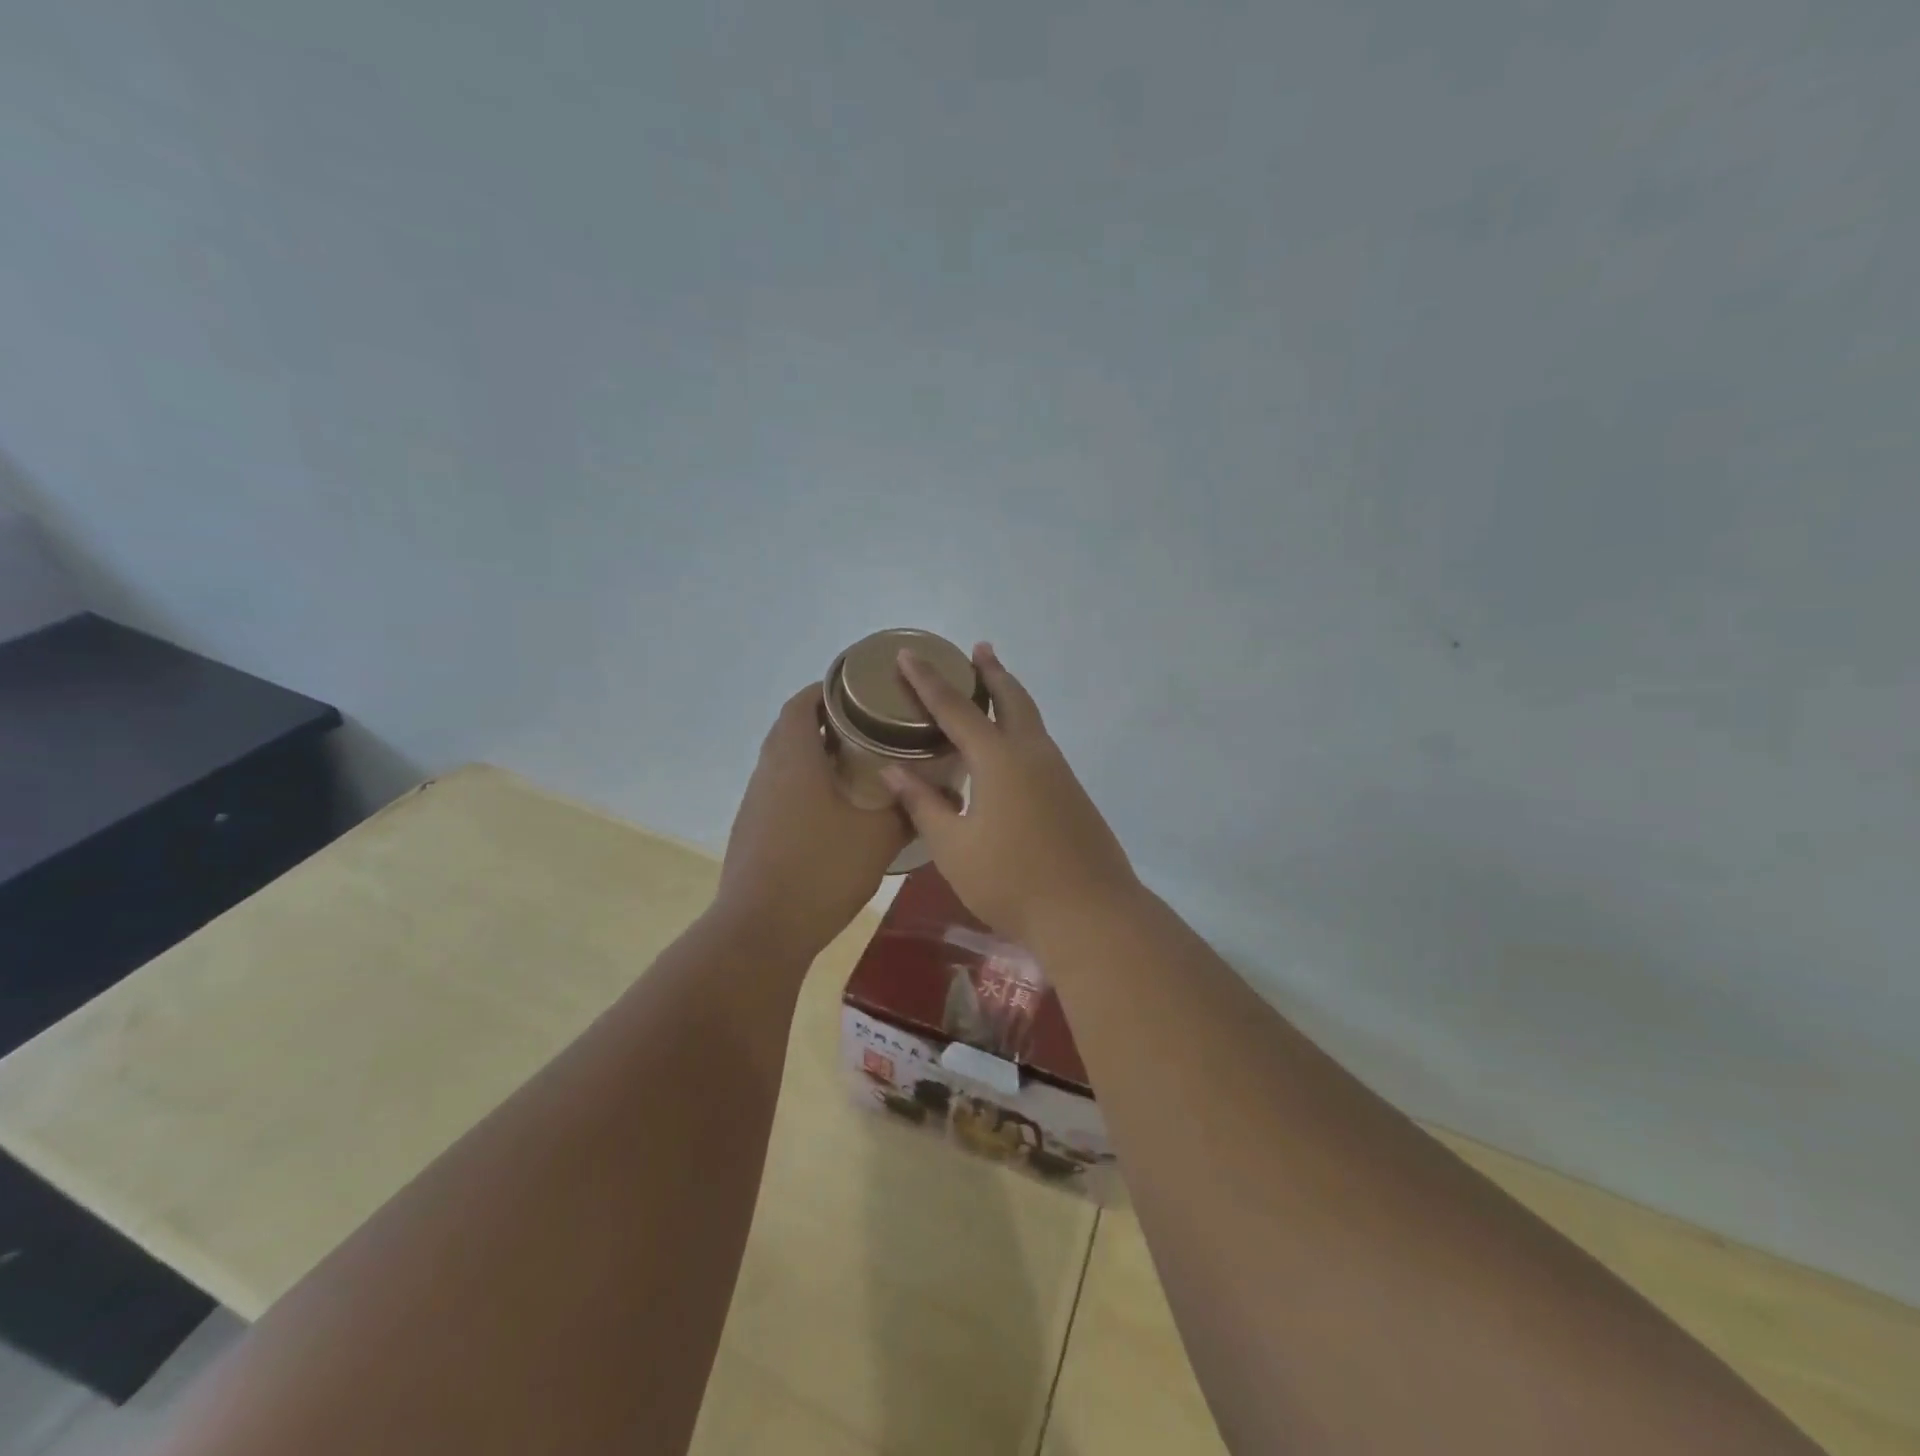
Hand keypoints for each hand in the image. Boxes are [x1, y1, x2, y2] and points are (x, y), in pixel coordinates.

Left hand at [713, 685, 908, 959]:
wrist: (762, 930)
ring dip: (814, 755)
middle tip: (867, 726)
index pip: (801, 704)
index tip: (857, 689)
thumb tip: (940, 790)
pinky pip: (779, 791)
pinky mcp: (752, 832)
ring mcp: (755, 804)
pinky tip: (833, 810)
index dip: (825, 689)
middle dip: (825, 721)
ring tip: (856, 765)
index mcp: (795, 760)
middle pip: (791, 730)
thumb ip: (908, 809)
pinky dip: (804, 785)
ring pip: (784, 763)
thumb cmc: (821, 870)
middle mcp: (768, 773)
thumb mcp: (878, 837)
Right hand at [883, 644, 1139, 942]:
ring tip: (993, 687)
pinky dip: (1021, 728)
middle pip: (1011, 698)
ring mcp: (1058, 772)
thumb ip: (923, 803)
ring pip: (1031, 720)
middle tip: (978, 649)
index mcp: (998, 758)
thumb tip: (893, 770)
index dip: (928, 680)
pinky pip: (1040, 744)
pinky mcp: (1071, 793)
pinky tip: (1010, 750)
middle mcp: (1032, 753)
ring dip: (1011, 697)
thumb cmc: (1010, 880)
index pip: (955, 708)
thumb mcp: (953, 845)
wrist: (1089, 913)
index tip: (909, 653)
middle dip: (991, 672)